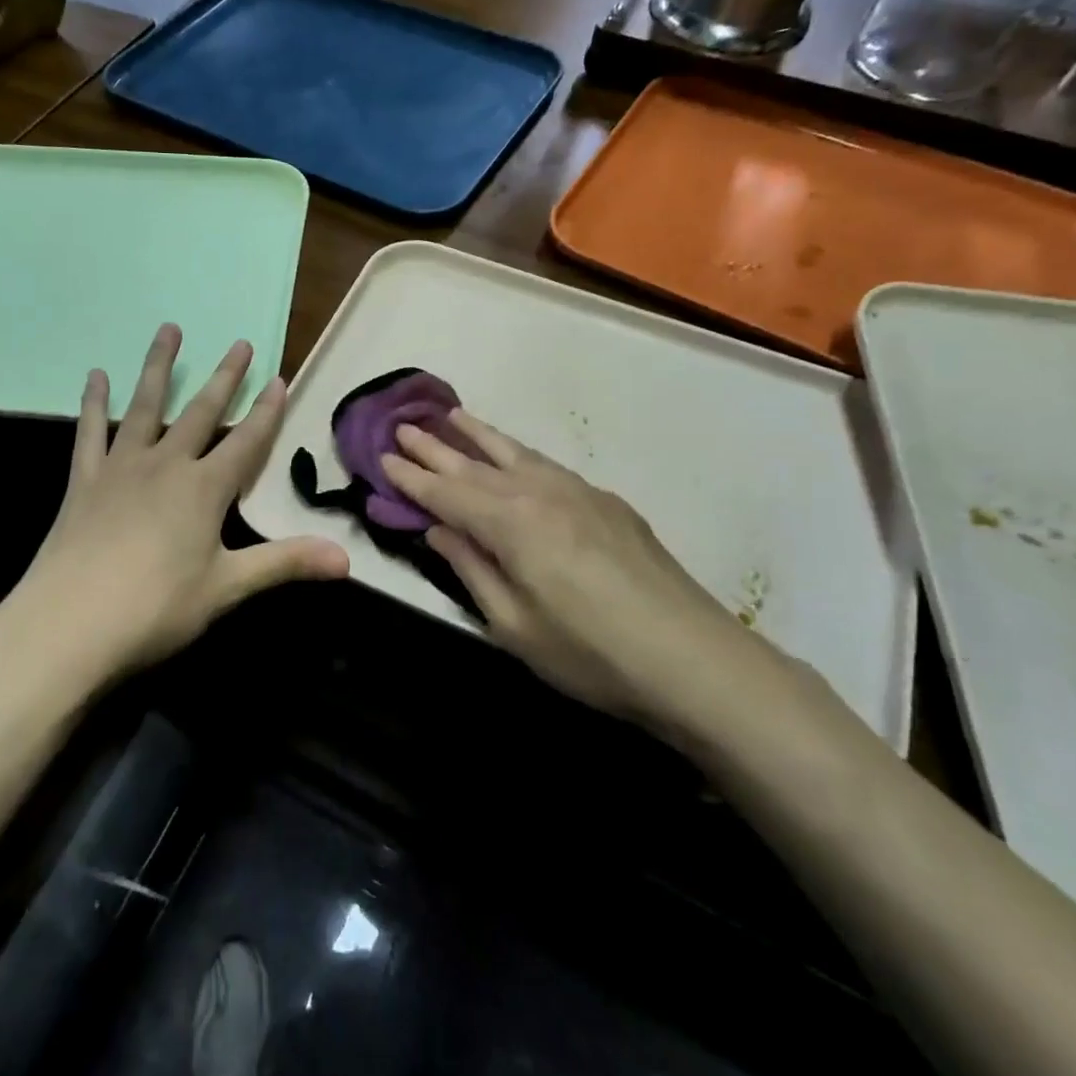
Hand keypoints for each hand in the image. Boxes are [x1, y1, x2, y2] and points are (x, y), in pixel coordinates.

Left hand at [1, 324, 348, 684]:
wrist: (68, 624)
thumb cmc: (155, 608)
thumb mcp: (226, 588)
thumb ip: (285, 564)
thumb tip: (347, 561)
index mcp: (204, 490)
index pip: (247, 442)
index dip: (267, 411)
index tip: (280, 378)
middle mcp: (166, 465)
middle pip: (202, 413)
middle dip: (225, 378)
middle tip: (240, 343)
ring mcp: (121, 468)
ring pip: (146, 406)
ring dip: (160, 366)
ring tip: (170, 329)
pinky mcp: (85, 481)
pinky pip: (91, 432)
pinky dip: (94, 403)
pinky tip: (95, 376)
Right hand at [380, 412, 800, 746]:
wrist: (693, 658)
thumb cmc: (590, 653)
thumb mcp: (513, 625)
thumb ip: (471, 569)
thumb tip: (438, 530)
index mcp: (511, 524)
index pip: (446, 494)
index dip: (411, 477)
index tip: (383, 457)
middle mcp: (540, 493)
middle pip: (475, 465)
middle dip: (436, 447)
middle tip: (404, 426)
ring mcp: (579, 492)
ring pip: (516, 454)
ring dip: (480, 436)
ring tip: (454, 416)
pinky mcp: (608, 502)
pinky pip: (548, 466)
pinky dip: (519, 454)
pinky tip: (516, 458)